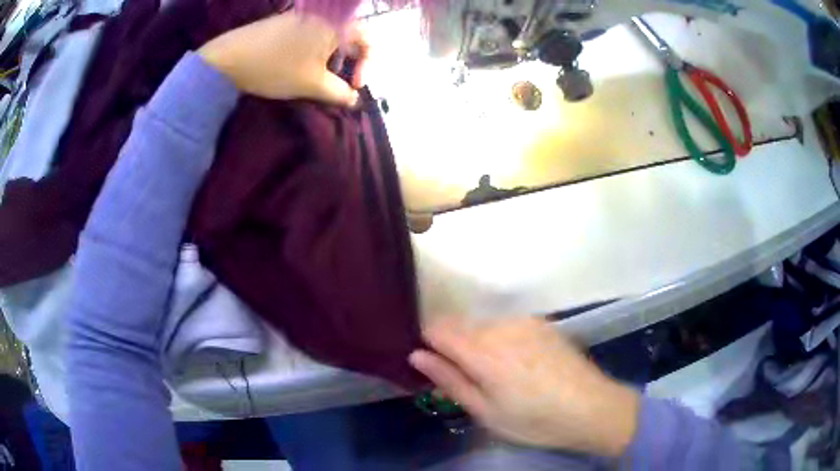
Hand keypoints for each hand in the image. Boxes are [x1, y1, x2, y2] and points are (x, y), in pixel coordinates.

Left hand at [198, 13, 368, 105]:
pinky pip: (310, 36)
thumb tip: (354, 99)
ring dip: (330, 61)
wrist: (228, 59)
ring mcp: (303, 17)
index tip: (353, 86)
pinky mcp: (286, 22)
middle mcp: (323, 16)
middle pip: (349, 38)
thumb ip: (339, 93)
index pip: (369, 40)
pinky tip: (297, 69)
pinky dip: (312, 54)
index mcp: (336, 25)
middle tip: (334, 86)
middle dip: (348, 65)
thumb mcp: (312, 84)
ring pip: (329, 39)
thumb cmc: (276, 68)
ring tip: (314, 80)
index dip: (368, 66)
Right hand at [409, 317, 639, 456]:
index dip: (428, 344)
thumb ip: (450, 380)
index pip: (437, 328)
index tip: (434, 365)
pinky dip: (500, 339)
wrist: (591, 407)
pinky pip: (505, 324)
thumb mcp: (486, 412)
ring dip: (477, 343)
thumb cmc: (534, 420)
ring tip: (497, 375)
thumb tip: (417, 356)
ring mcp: (524, 321)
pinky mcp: (541, 322)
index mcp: (483, 351)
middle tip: (467, 378)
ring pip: (482, 324)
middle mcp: (501, 326)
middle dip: (453, 346)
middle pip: (458, 324)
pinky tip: (518, 364)